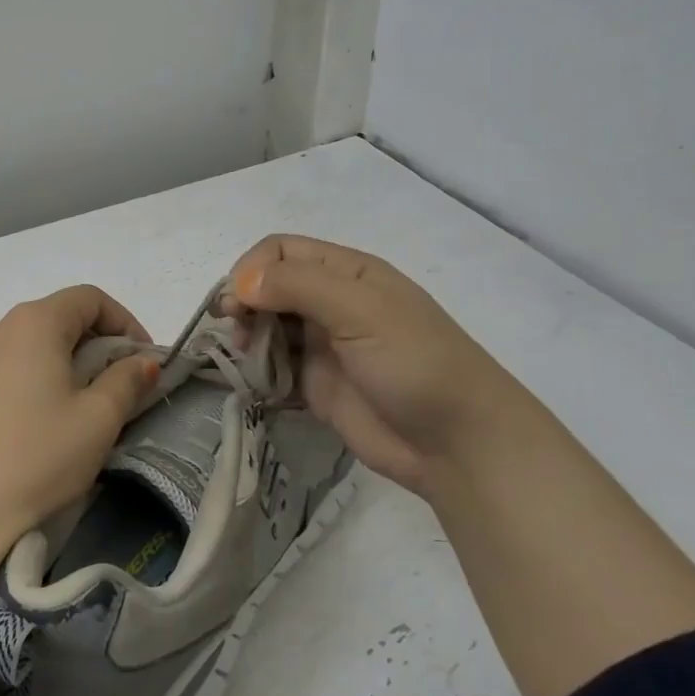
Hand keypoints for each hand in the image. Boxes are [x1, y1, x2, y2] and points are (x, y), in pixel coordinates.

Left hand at [0, 285, 158, 646]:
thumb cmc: (39, 455)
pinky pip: (15, 365)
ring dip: (72, 362)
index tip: (144, 361)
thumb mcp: (98, 418)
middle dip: (101, 344)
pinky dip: (43, 377)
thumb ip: (127, 380)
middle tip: (124, 386)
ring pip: (38, 343)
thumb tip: (142, 362)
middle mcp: (1, 327)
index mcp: (34, 322)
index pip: (90, 299)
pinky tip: (51, 418)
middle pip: (62, 317)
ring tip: (90, 405)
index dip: (126, 322)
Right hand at [227, 235, 525, 494]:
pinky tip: (257, 381)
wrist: (457, 444)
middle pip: (269, 287)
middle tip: (237, 331)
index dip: (252, 269)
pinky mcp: (317, 385)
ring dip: (249, 336)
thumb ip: (298, 286)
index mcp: (347, 273)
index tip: (238, 302)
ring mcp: (324, 346)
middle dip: (245, 303)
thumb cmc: (414, 363)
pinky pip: (275, 368)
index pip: (281, 251)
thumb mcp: (360, 310)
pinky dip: (259, 370)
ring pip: (268, 327)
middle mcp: (332, 303)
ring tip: (248, 357)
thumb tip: (240, 283)